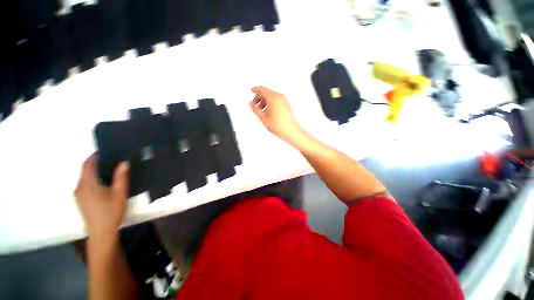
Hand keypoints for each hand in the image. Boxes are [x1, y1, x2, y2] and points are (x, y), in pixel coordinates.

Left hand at [74, 154, 128, 242]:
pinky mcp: (80, 200)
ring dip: (94, 171)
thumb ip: (121, 177)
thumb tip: (124, 162)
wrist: (101, 233)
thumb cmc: (111, 212)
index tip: (105, 151)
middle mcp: (79, 187)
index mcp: (88, 184)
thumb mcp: (119, 193)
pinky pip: (85, 184)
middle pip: (85, 171)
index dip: (94, 156)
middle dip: (95, 163)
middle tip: (111, 160)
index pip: (87, 165)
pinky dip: (92, 179)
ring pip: (84, 178)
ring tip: (109, 170)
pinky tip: (104, 183)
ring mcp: (78, 195)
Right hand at [249, 86, 303, 144]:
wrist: (290, 130)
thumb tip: (251, 104)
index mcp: (273, 98)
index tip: (252, 90)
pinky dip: (270, 102)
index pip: (262, 89)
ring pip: (271, 96)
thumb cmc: (280, 125)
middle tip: (255, 104)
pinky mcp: (286, 104)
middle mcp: (279, 97)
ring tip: (261, 110)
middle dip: (259, 97)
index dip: (255, 90)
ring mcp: (284, 100)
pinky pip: (276, 99)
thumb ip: (256, 109)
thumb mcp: (263, 118)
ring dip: (264, 100)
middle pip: (266, 92)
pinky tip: (268, 111)